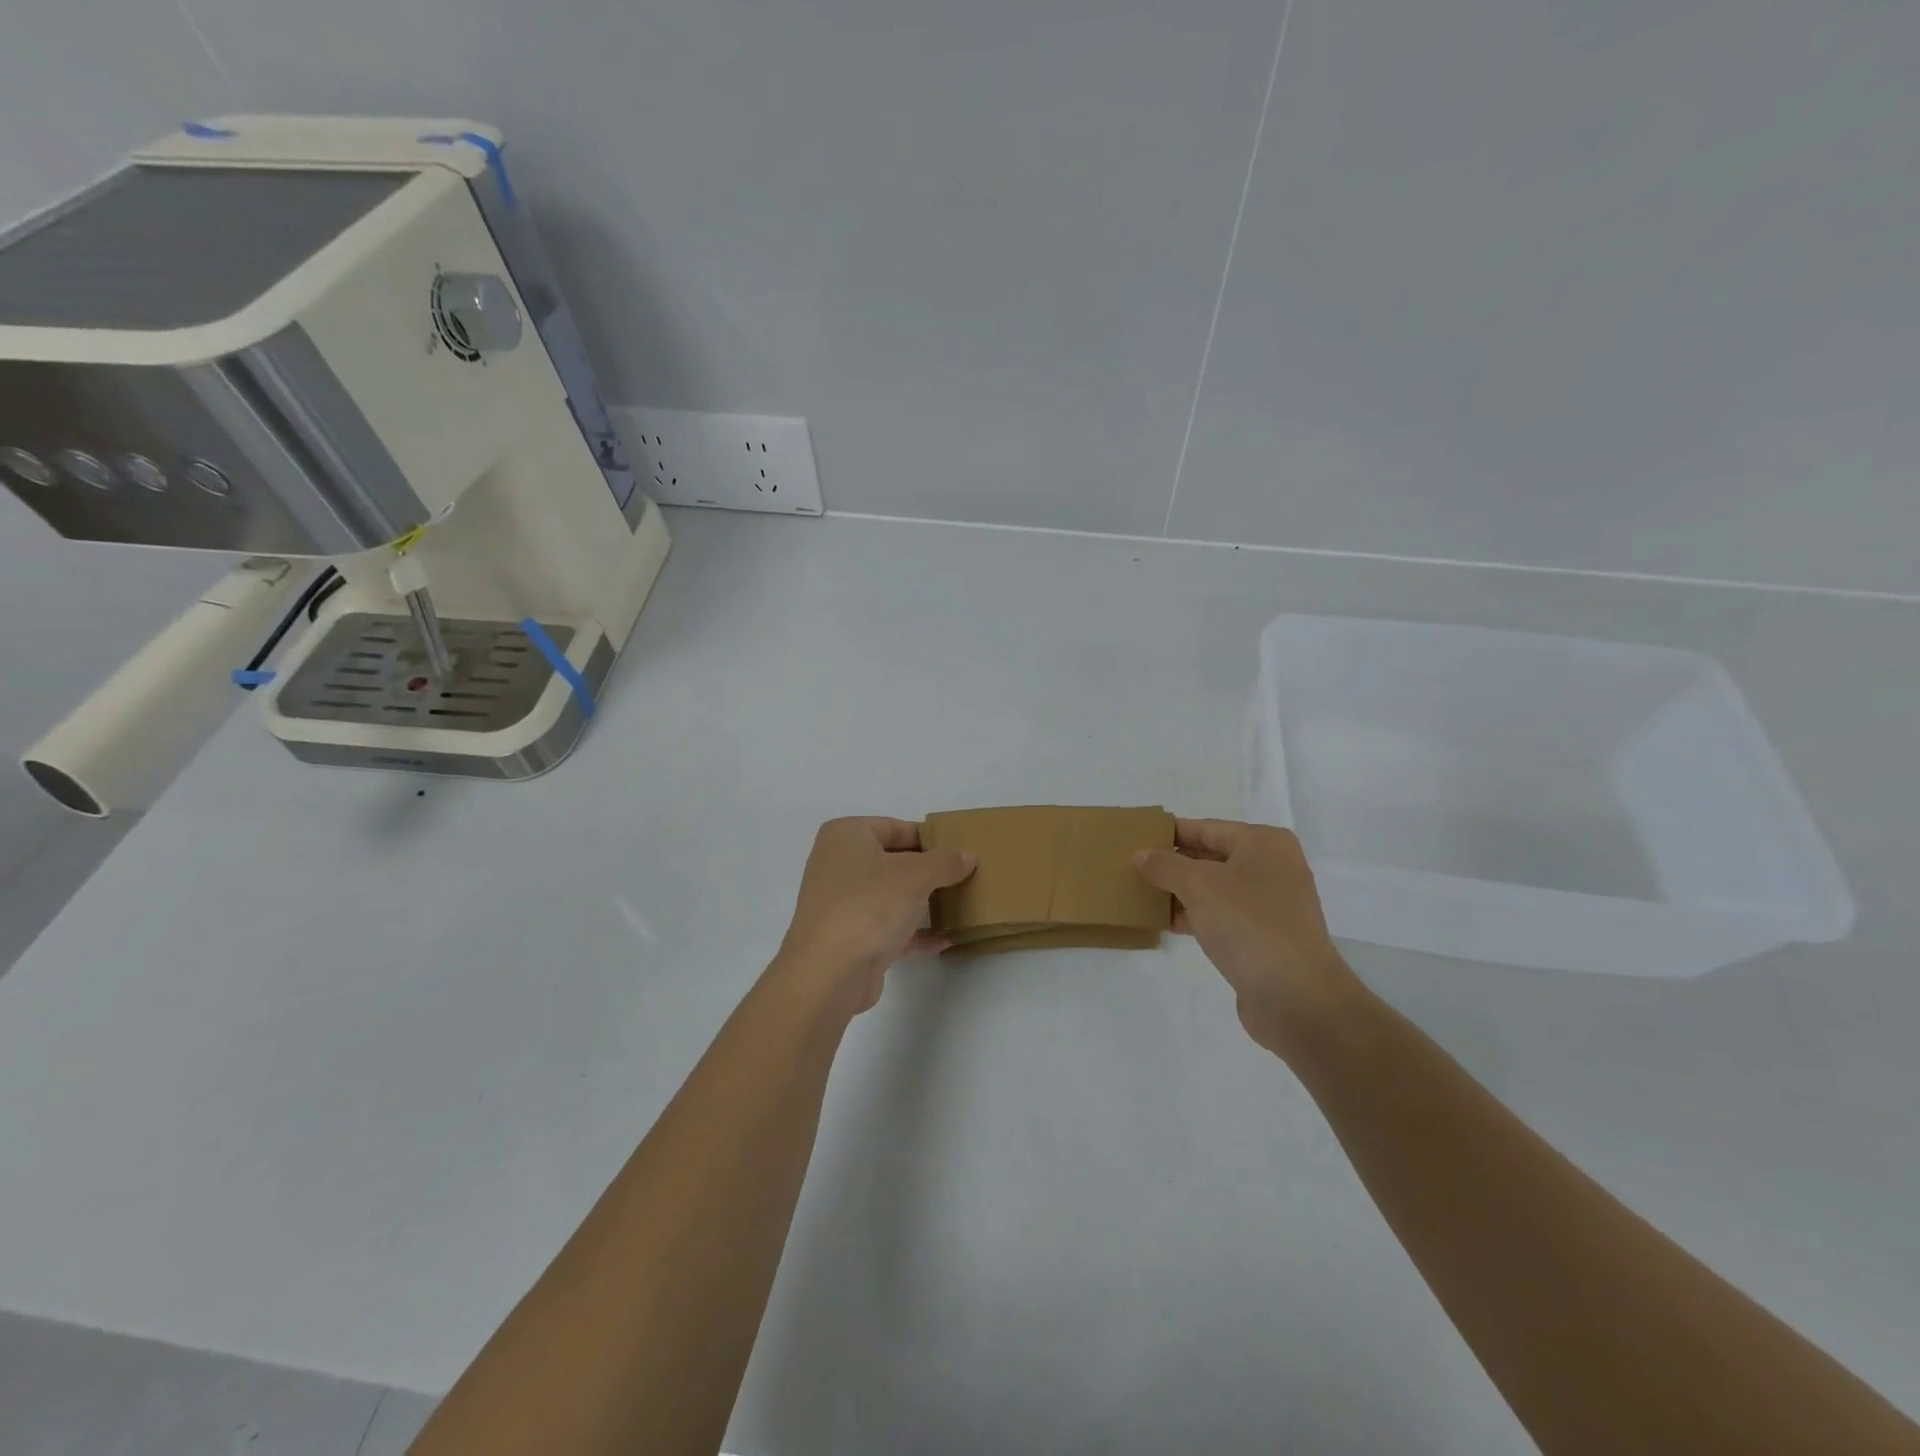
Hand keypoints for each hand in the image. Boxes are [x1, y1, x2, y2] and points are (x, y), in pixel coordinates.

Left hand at [775, 817, 974, 1015]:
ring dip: (923, 902)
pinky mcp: (850, 939)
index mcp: (845, 835)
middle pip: (893, 861)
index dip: (929, 838)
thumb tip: (967, 857)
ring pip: (890, 895)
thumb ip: (945, 862)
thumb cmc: (869, 905)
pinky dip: (915, 932)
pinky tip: (947, 938)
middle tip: (965, 875)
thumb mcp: (916, 875)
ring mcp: (842, 904)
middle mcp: (838, 864)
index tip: (959, 851)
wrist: (829, 974)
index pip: (895, 827)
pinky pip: (888, 928)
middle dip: (928, 871)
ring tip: (961, 904)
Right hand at [1136, 819, 1360, 1058]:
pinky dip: (1194, 915)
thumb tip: (1141, 855)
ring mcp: (1269, 904)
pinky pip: (1220, 915)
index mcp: (1263, 843)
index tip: (1135, 837)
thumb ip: (1166, 865)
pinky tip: (1164, 922)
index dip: (1169, 833)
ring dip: (1179, 891)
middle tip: (1131, 866)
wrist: (1296, 997)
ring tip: (1139, 893)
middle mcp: (1271, 867)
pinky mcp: (1263, 936)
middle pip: (1210, 856)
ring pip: (1213, 888)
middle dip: (1172, 863)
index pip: (1206, 828)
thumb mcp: (1199, 886)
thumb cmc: (1249, 925)